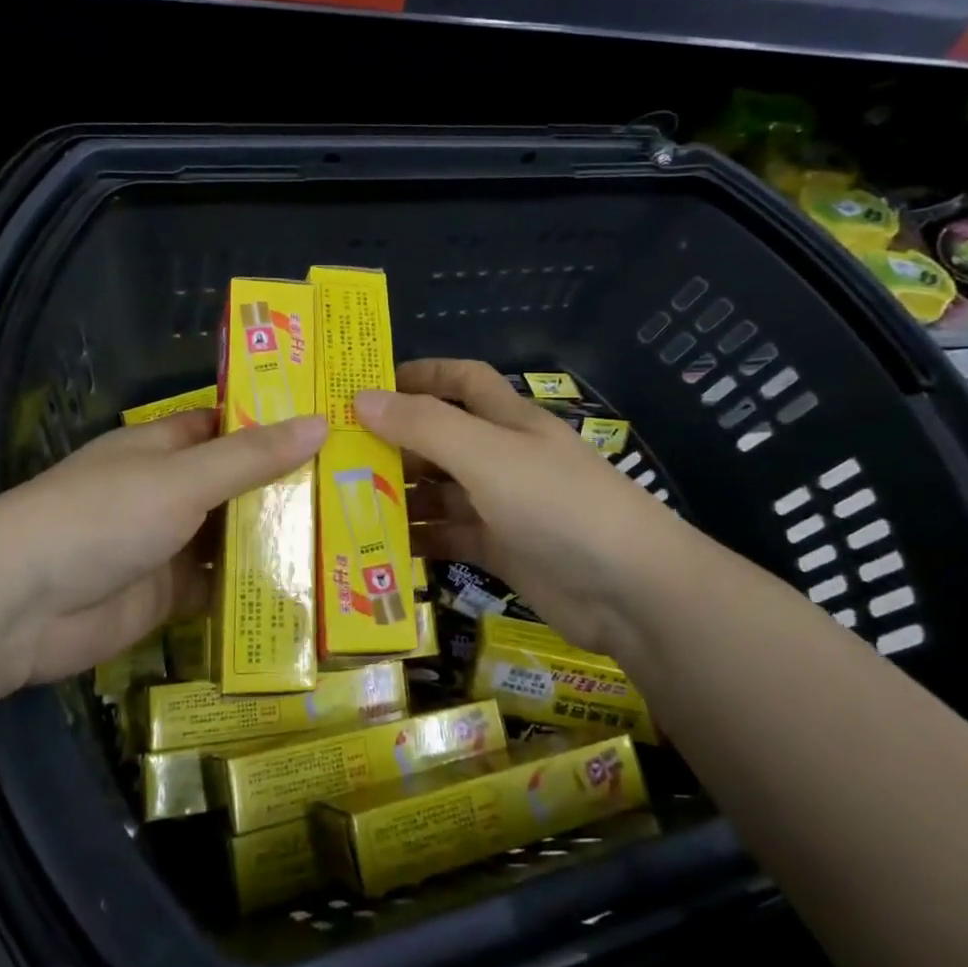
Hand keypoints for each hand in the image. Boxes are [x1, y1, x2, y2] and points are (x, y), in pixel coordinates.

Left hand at [0, 407, 326, 684]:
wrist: (22, 606)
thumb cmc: (104, 516)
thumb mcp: (184, 478)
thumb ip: (251, 457)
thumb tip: (320, 422)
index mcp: (162, 447)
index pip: (225, 425)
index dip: (272, 422)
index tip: (330, 425)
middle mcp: (166, 491)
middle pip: (235, 482)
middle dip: (284, 485)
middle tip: (356, 485)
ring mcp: (166, 544)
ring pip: (230, 535)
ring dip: (274, 538)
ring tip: (345, 535)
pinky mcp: (166, 595)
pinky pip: (218, 585)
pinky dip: (252, 586)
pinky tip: (306, 587)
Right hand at [355, 359, 682, 657]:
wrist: (630, 591)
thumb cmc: (557, 504)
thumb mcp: (487, 455)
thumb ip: (424, 426)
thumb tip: (361, 398)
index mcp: (507, 421)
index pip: (462, 380)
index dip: (420, 375)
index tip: (368, 386)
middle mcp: (503, 458)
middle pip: (441, 439)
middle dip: (394, 442)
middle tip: (337, 455)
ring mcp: (502, 506)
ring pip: (440, 491)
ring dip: (399, 494)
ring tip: (344, 502)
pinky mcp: (501, 551)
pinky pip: (449, 537)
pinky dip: (418, 539)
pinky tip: (379, 546)